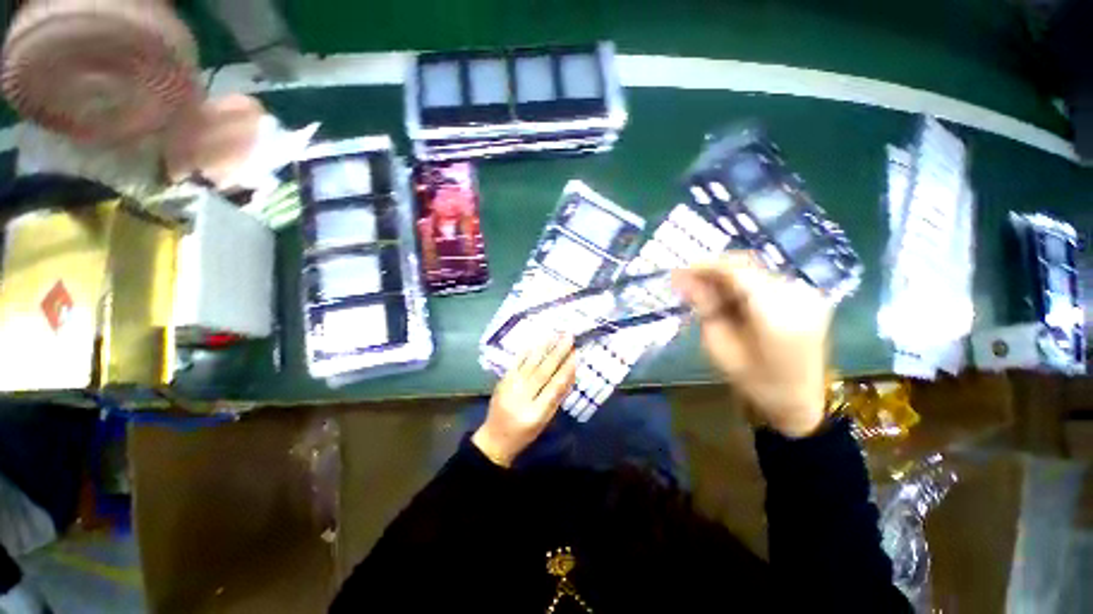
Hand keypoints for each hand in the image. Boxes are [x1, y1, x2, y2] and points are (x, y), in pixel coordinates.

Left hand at [472, 335, 577, 466]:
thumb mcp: (545, 421)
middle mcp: (521, 398)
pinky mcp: (502, 382)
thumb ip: (557, 397)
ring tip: (554, 334)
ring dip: (543, 348)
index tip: (576, 354)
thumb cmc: (525, 433)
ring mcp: (509, 388)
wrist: (494, 438)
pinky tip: (534, 343)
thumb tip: (570, 373)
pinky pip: (516, 364)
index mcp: (535, 413)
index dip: (566, 370)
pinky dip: (526, 353)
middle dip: (557, 353)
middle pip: (542, 372)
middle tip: (568, 337)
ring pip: (529, 365)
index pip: (554, 387)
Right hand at [672, 253, 832, 436]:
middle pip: (748, 266)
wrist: (798, 400)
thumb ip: (705, 307)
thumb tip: (683, 279)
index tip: (681, 270)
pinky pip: (766, 279)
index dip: (706, 266)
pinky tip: (727, 295)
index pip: (737, 273)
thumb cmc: (753, 380)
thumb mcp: (719, 346)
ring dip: (726, 276)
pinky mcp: (808, 296)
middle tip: (687, 278)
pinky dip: (742, 283)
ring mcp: (807, 294)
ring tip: (703, 288)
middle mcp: (797, 296)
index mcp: (776, 315)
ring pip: (756, 270)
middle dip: (714, 269)